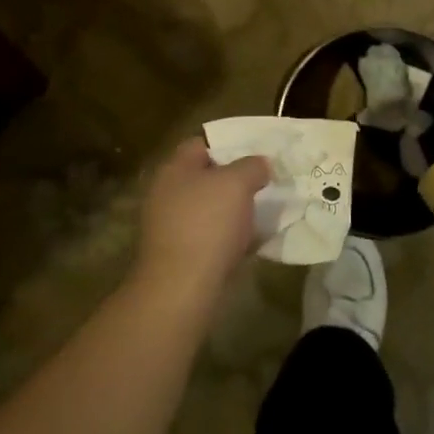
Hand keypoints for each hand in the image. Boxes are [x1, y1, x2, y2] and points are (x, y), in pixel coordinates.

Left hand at [131, 138, 269, 314]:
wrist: (182, 289)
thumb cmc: (207, 224)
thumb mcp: (237, 183)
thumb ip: (252, 166)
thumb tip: (261, 163)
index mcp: (174, 169)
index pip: (201, 144)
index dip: (229, 144)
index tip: (257, 154)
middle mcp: (167, 193)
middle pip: (207, 177)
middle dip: (236, 181)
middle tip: (266, 184)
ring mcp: (171, 226)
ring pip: (211, 209)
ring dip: (235, 211)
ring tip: (265, 213)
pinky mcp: (180, 255)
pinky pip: (211, 237)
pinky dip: (230, 238)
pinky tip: (253, 243)